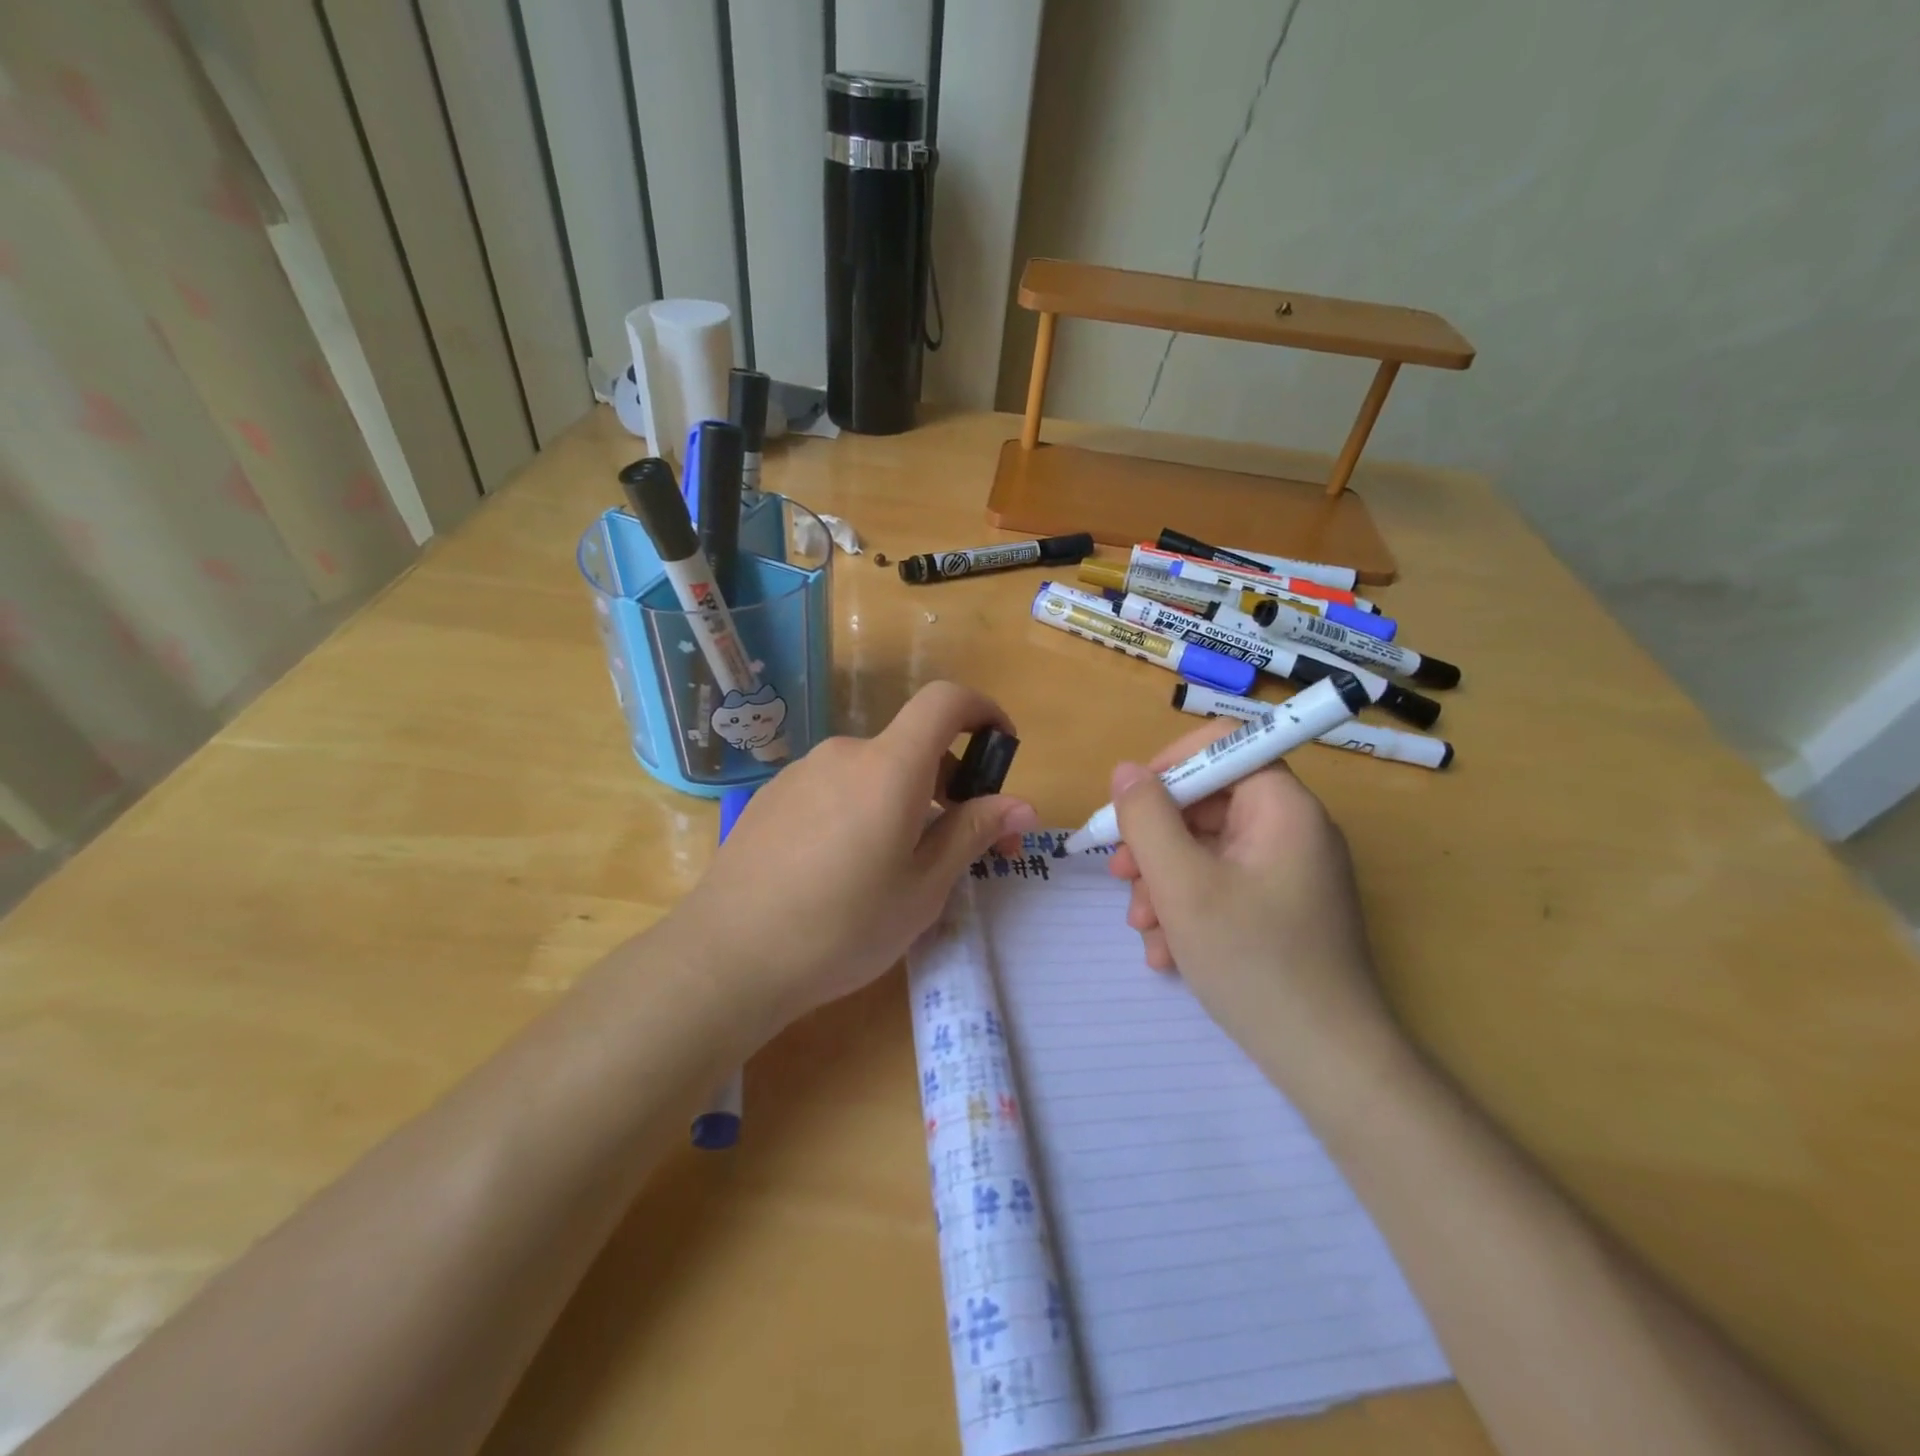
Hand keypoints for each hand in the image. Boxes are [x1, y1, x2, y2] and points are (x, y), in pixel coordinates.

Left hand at [667, 681, 1038, 1026]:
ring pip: (874, 772)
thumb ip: (973, 833)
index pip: (945, 701)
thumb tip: (1022, 805)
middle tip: (962, 848)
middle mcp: (845, 753)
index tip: (1001, 751)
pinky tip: (845, 871)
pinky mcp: (774, 797)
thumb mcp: (923, 888)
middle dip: (950, 784)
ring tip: (900, 869)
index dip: (983, 711)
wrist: (727, 957)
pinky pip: (837, 789)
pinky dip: (863, 810)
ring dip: (904, 802)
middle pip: (912, 747)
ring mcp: (802, 773)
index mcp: (889, 767)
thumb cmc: (842, 927)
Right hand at [1106, 718, 1400, 1091]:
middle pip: (1208, 805)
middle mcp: (1292, 830)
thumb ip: (1146, 818)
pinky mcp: (1283, 909)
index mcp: (1282, 808)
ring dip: (1164, 882)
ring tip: (1142, 928)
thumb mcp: (1182, 884)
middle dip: (1155, 840)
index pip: (1223, 747)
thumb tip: (1125, 771)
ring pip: (1208, 851)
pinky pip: (1224, 886)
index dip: (1169, 766)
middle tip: (1120, 876)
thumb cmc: (1252, 961)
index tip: (1128, 806)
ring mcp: (1289, 872)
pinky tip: (1167, 953)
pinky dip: (1189, 909)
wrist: (1327, 1062)